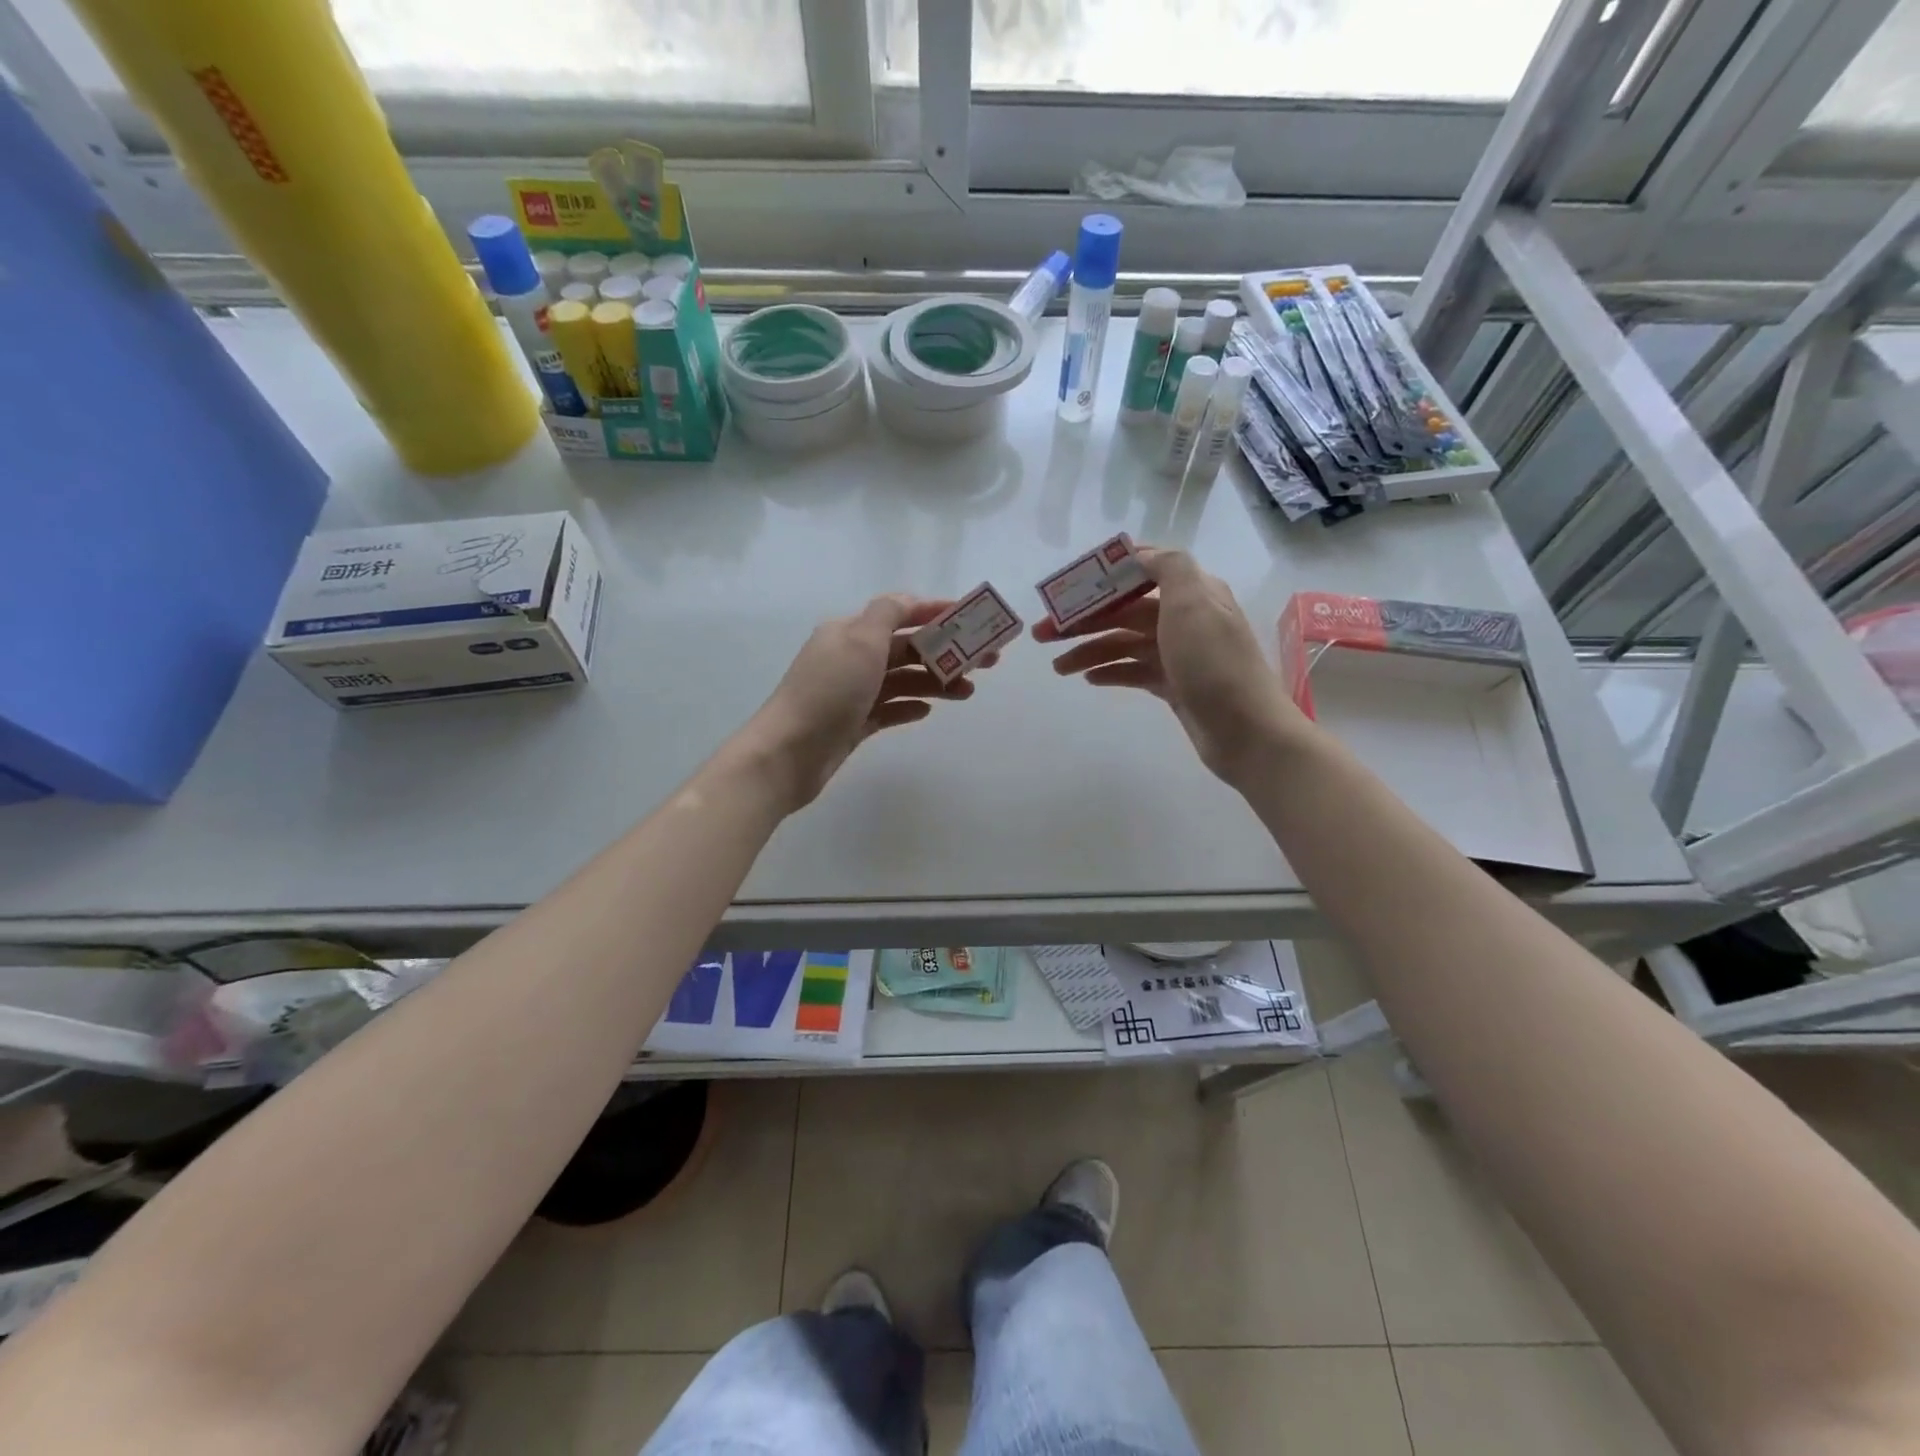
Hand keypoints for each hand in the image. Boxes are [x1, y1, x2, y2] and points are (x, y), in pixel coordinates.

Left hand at [742, 595, 988, 811]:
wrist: (788, 753)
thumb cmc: (828, 691)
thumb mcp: (860, 641)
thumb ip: (887, 614)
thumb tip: (909, 599)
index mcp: (851, 632)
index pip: (900, 613)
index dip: (937, 613)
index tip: (974, 620)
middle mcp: (851, 657)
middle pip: (907, 649)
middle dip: (947, 652)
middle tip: (987, 663)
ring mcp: (852, 693)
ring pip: (902, 680)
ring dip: (935, 682)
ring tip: (967, 693)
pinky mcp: (853, 724)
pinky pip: (889, 709)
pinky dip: (910, 706)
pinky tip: (929, 711)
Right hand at [1033, 547, 1308, 786]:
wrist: (1246, 731)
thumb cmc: (1214, 663)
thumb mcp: (1194, 602)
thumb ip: (1169, 566)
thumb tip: (1139, 553)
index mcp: (1192, 592)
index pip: (1139, 574)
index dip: (1101, 578)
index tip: (1065, 589)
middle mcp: (1184, 618)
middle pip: (1123, 612)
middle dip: (1082, 620)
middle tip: (1040, 634)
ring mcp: (1178, 654)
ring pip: (1123, 644)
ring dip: (1089, 650)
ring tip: (1057, 668)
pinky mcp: (1174, 685)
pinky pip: (1133, 671)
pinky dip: (1110, 671)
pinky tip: (1088, 679)